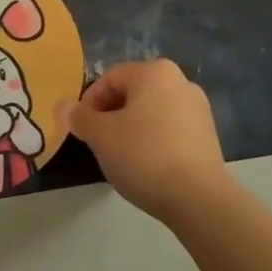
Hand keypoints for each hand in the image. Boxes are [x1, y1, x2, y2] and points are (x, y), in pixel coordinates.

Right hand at [59, 59, 227, 225]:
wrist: (198, 199)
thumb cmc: (143, 155)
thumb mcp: (101, 136)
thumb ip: (79, 117)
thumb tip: (63, 106)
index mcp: (155, 72)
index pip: (110, 78)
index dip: (89, 102)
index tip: (82, 128)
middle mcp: (180, 81)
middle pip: (132, 92)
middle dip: (110, 114)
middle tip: (98, 142)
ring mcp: (198, 108)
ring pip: (151, 111)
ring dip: (131, 128)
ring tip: (121, 156)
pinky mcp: (208, 135)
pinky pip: (170, 128)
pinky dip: (153, 140)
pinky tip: (146, 165)